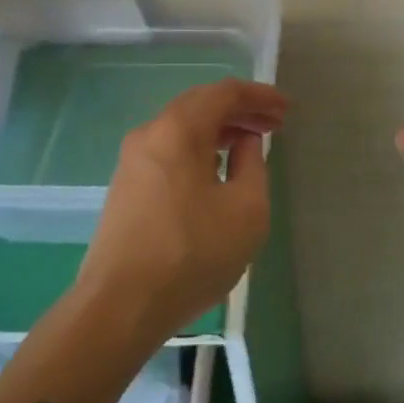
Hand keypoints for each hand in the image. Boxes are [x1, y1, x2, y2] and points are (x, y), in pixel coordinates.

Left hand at [79, 78, 286, 344]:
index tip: (286, 109)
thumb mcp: (246, 210)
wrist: (117, 309)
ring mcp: (132, 160)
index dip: (260, 96)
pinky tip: (215, 171)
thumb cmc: (190, 254)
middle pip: (201, 104)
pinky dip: (198, 148)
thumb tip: (244, 142)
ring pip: (182, 127)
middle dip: (240, 110)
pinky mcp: (125, 186)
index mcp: (179, 128)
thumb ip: (253, 165)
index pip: (225, 93)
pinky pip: (169, 149)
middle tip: (273, 124)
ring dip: (219, 129)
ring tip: (249, 145)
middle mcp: (151, 132)